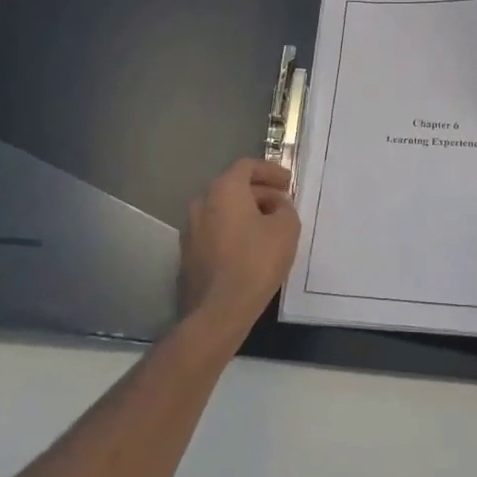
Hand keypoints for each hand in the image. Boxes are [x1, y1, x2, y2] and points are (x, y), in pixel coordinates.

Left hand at [179, 158, 300, 334]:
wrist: (219, 310)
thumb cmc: (256, 261)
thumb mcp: (286, 229)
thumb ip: (285, 208)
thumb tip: (276, 206)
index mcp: (224, 189)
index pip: (247, 166)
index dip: (270, 171)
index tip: (288, 183)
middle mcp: (202, 202)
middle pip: (233, 186)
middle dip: (260, 192)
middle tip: (282, 205)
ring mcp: (191, 228)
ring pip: (223, 209)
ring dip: (246, 212)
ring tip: (269, 227)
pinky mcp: (188, 252)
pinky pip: (215, 229)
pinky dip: (233, 230)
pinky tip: (250, 248)